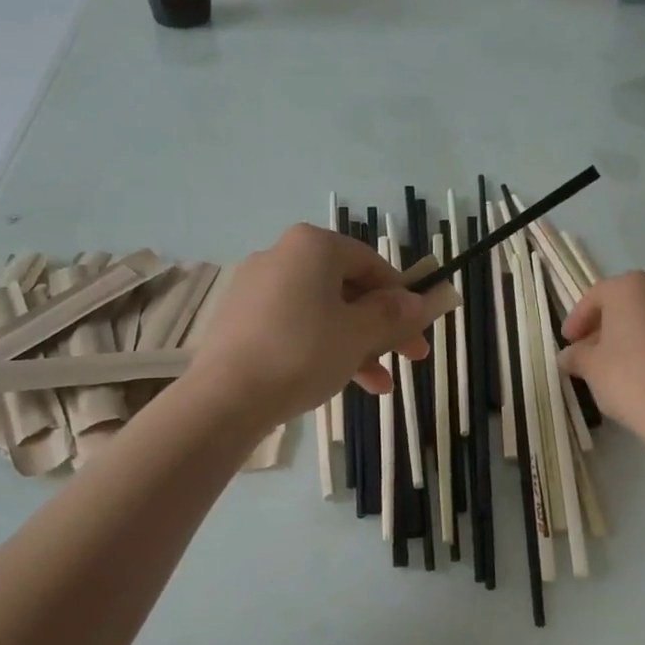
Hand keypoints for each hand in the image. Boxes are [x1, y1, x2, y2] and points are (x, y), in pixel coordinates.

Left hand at [188, 224, 437, 426]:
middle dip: (382, 327)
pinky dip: (322, 348)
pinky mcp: (241, 319)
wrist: (226, 398)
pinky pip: (295, 326)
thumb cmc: (303, 353)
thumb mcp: (359, 335)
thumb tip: (417, 301)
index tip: (418, 329)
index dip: (402, 297)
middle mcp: (282, 256)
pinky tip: (342, 383)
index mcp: (312, 246)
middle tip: (410, 358)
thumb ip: (393, 314)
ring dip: (357, 345)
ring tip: (380, 386)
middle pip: (347, 289)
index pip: (371, 263)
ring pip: (323, 312)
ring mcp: (257, 288)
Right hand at [558, 271, 644, 435]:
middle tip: (585, 352)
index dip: (577, 319)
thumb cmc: (628, 378)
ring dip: (625, 338)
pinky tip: (635, 375)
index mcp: (631, 288)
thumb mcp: (590, 367)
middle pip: (624, 305)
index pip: (596, 296)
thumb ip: (575, 355)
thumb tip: (569, 356)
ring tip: (609, 367)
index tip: (567, 341)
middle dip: (602, 327)